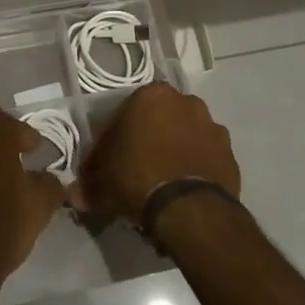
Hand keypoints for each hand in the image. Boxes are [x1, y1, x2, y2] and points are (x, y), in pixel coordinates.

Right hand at [77, 84, 239, 224]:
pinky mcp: (230, 154)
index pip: (124, 114)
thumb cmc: (137, 178)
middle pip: (158, 121)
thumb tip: (74, 194)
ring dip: (173, 153)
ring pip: (184, 137)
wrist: (190, 209)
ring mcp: (212, 127)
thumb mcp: (101, 180)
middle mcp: (185, 102)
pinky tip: (182, 192)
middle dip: (147, 141)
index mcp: (151, 95)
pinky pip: (205, 158)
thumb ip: (88, 181)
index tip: (106, 164)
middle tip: (134, 172)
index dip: (112, 141)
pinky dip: (194, 169)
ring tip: (161, 184)